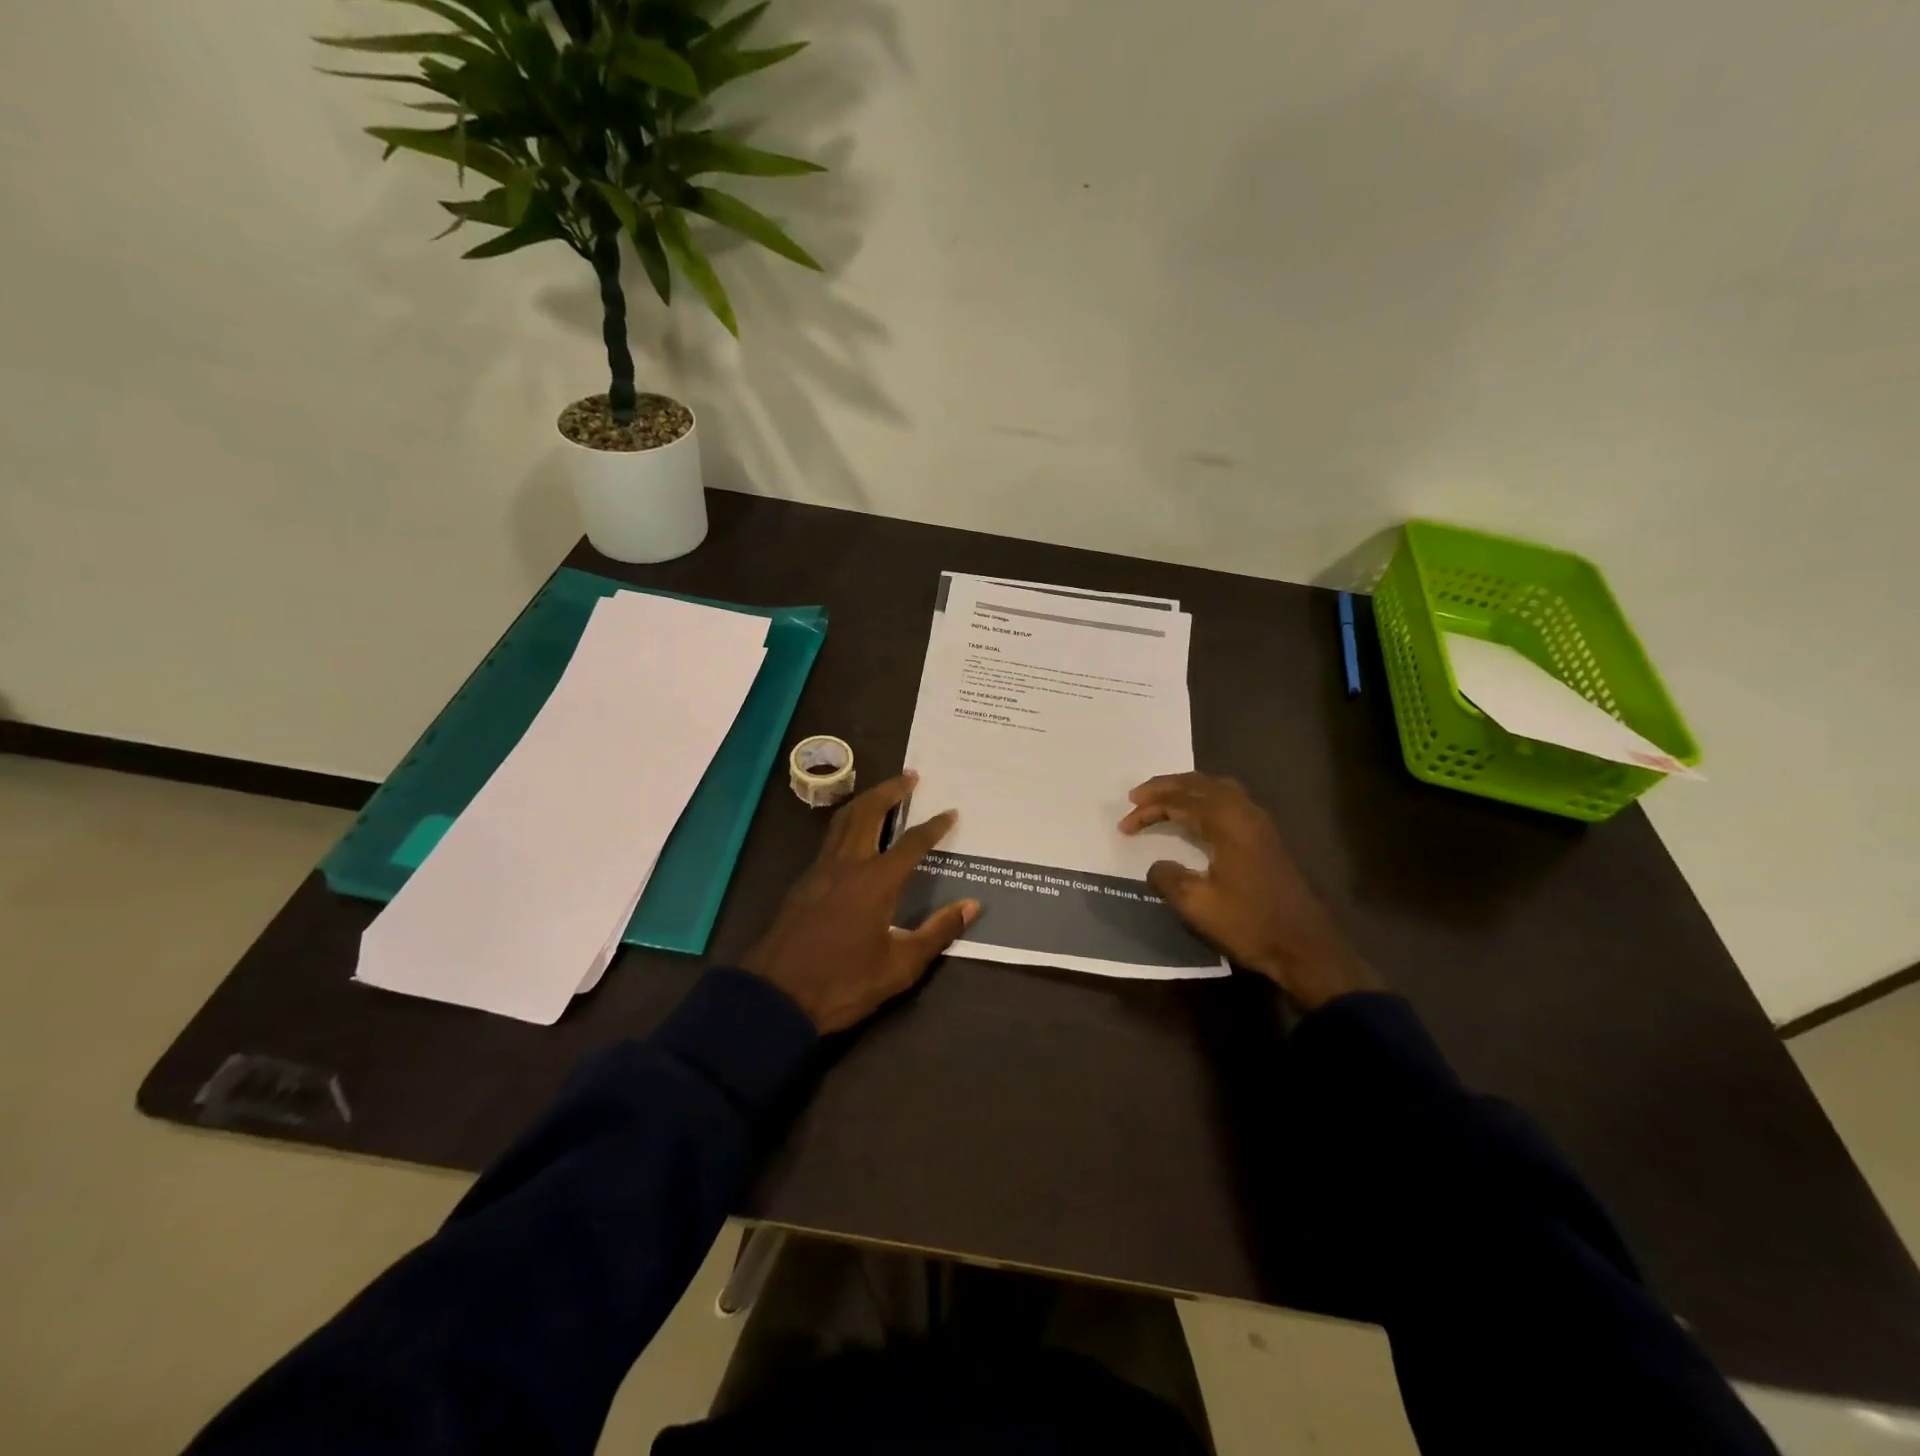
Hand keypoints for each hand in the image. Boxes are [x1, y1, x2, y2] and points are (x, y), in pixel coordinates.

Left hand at [743, 772, 980, 1032]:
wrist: (775, 996)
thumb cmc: (843, 983)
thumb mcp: (899, 966)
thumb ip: (937, 932)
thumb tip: (971, 905)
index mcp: (876, 882)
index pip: (911, 843)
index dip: (934, 826)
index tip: (950, 812)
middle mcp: (848, 864)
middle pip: (869, 812)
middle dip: (891, 790)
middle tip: (910, 776)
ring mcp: (821, 870)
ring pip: (844, 820)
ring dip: (866, 800)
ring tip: (884, 792)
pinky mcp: (804, 882)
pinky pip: (830, 838)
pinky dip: (848, 822)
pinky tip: (855, 833)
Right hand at [1119, 773, 1380, 1009]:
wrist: (1305, 947)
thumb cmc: (1250, 924)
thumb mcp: (1197, 905)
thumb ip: (1168, 879)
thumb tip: (1157, 866)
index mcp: (1227, 823)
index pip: (1179, 802)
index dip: (1149, 809)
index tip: (1124, 825)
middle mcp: (1244, 813)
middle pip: (1199, 784)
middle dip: (1165, 787)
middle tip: (1137, 797)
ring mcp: (1259, 823)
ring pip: (1217, 788)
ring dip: (1187, 790)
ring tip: (1163, 799)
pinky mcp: (1265, 837)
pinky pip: (1229, 801)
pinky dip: (1205, 799)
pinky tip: (1196, 815)